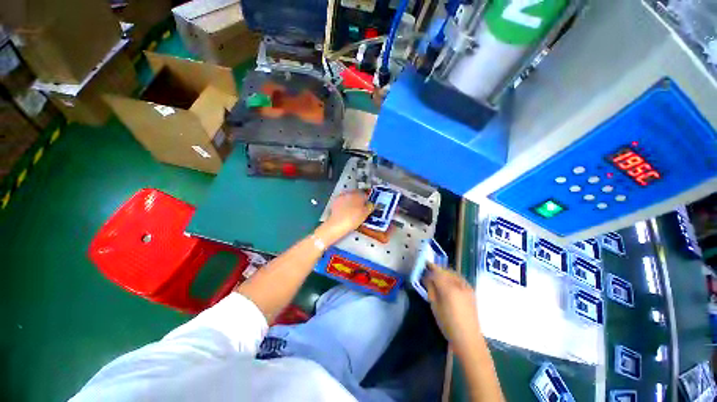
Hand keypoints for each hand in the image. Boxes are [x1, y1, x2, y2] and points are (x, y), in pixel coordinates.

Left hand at [316, 190, 372, 244]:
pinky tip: (345, 210)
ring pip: (349, 196)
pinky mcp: (335, 201)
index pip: (365, 195)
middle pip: (357, 194)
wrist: (337, 224)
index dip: (367, 200)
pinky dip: (344, 203)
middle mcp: (350, 193)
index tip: (367, 205)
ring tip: (352, 209)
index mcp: (359, 195)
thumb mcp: (365, 214)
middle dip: (359, 199)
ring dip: (351, 200)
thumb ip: (370, 207)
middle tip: (360, 207)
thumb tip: (370, 204)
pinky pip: (342, 200)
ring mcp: (342, 196)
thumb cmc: (353, 219)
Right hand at [424, 262, 481, 354]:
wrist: (469, 339)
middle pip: (445, 271)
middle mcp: (459, 284)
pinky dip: (451, 277)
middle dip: (437, 269)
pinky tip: (447, 282)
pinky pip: (458, 279)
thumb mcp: (435, 306)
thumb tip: (427, 278)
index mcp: (449, 288)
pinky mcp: (471, 291)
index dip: (430, 267)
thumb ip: (431, 289)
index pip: (437, 272)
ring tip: (437, 276)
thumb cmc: (448, 324)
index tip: (424, 264)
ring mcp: (467, 287)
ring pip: (452, 273)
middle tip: (429, 271)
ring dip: (444, 272)